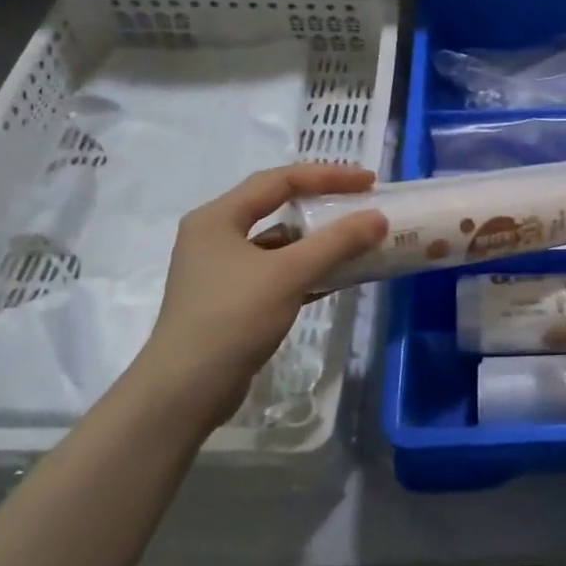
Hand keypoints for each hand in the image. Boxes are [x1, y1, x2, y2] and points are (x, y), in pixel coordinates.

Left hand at [128, 164, 387, 427]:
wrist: (186, 390)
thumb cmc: (232, 318)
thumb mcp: (288, 273)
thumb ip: (336, 242)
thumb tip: (378, 217)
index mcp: (217, 218)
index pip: (279, 181)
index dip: (327, 175)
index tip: (367, 181)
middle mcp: (216, 236)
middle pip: (277, 207)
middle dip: (323, 204)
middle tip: (362, 203)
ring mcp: (222, 270)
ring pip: (279, 243)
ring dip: (318, 240)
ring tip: (358, 239)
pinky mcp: (233, 300)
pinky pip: (278, 272)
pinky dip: (308, 270)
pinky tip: (339, 276)